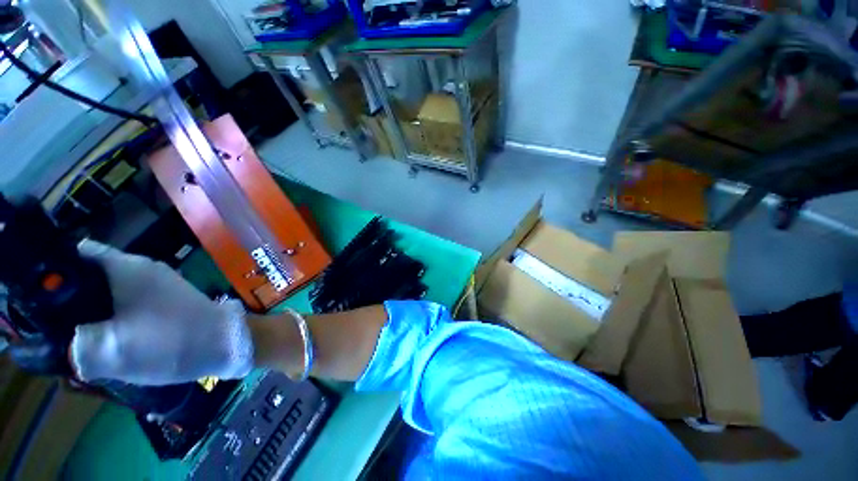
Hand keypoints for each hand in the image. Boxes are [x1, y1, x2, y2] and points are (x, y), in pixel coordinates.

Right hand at [69, 241, 253, 385]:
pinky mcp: (165, 299)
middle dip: (68, 299)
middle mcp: (141, 269)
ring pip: (107, 292)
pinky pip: (126, 303)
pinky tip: (106, 339)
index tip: (35, 296)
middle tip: (53, 326)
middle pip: (89, 275)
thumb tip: (60, 342)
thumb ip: (77, 344)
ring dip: (90, 312)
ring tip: (75, 337)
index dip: (52, 271)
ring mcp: (156, 284)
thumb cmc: (172, 342)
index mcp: (126, 268)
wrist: (228, 343)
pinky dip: (111, 317)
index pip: (77, 255)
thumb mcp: (114, 349)